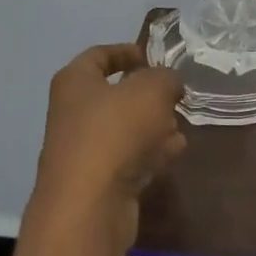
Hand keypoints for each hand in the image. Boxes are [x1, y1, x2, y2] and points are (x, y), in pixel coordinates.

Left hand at [30, 43, 186, 249]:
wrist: (90, 203)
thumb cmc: (115, 132)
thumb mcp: (151, 90)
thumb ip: (166, 79)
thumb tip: (170, 84)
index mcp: (75, 82)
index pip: (98, 56)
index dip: (125, 52)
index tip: (151, 56)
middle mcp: (74, 113)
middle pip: (114, 96)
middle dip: (147, 95)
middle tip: (175, 96)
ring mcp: (85, 150)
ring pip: (124, 129)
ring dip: (153, 126)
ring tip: (181, 124)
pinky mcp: (100, 181)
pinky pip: (130, 158)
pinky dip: (152, 152)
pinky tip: (176, 150)